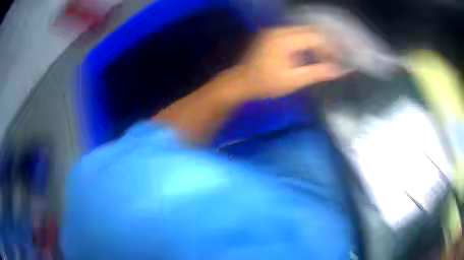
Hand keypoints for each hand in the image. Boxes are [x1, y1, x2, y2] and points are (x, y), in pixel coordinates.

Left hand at [232, 26, 345, 98]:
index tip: (338, 59)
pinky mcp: (272, 34)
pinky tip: (311, 53)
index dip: (330, 47)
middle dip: (325, 43)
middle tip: (335, 56)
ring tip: (325, 56)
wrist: (241, 82)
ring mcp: (274, 31)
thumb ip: (317, 73)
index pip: (315, 37)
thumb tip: (339, 70)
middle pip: (310, 30)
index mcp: (284, 40)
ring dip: (316, 42)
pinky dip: (306, 42)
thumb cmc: (266, 84)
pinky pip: (295, 33)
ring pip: (303, 30)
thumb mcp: (293, 81)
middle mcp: (279, 30)